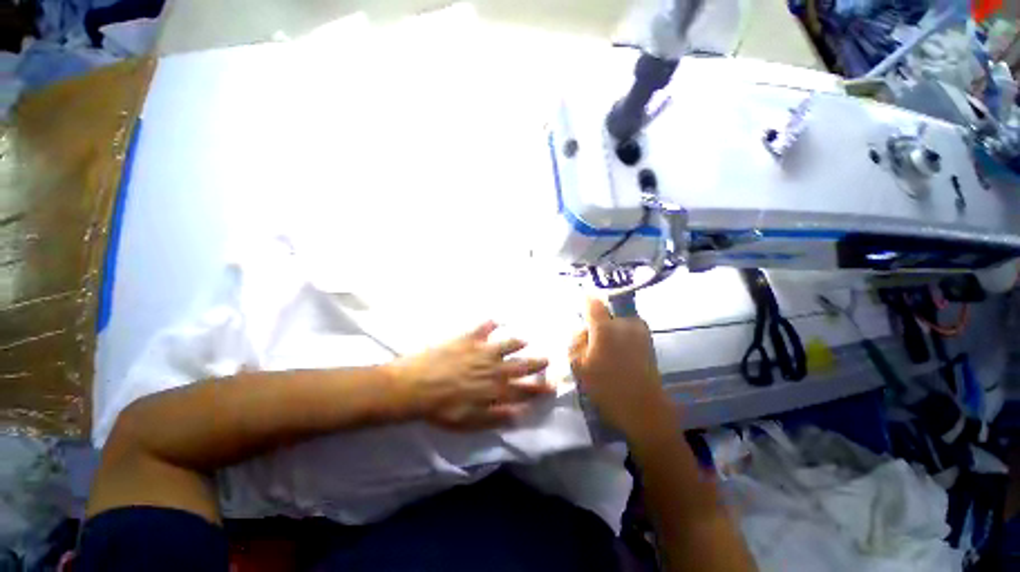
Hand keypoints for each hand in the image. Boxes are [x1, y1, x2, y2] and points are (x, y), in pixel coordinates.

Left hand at [386, 321, 552, 430]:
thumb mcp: (470, 422)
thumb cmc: (441, 408)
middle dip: (535, 362)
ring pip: (506, 344)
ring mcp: (481, 350)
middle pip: (520, 364)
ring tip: (525, 339)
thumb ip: (497, 416)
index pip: (523, 389)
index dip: (539, 388)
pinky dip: (491, 323)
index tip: (552, 384)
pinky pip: (483, 327)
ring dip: (517, 342)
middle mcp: (494, 367)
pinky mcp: (468, 338)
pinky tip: (496, 319)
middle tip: (547, 358)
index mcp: (495, 389)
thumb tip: (520, 414)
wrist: (415, 386)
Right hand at [569, 299, 673, 439]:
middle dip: (595, 324)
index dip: (585, 300)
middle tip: (590, 343)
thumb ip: (576, 342)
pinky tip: (618, 355)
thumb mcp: (580, 366)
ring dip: (609, 330)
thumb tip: (581, 329)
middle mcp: (625, 323)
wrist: (644, 409)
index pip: (593, 303)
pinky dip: (620, 336)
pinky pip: (627, 330)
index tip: (580, 301)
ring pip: (616, 322)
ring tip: (605, 352)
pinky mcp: (648, 339)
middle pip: (604, 313)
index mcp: (605, 329)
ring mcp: (640, 330)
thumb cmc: (607, 388)